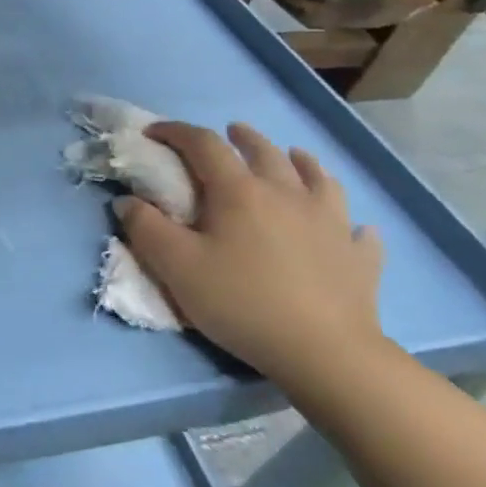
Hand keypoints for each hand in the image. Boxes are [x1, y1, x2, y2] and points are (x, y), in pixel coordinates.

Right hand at [117, 122, 385, 388]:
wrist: (326, 355)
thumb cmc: (242, 302)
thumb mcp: (176, 267)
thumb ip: (145, 228)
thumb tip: (128, 201)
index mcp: (239, 191)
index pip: (203, 144)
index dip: (175, 131)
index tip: (154, 133)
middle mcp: (286, 194)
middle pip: (264, 151)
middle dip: (241, 138)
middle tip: (229, 133)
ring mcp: (330, 223)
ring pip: (318, 177)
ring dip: (300, 162)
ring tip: (293, 158)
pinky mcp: (358, 257)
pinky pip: (358, 230)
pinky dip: (350, 222)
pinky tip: (351, 227)